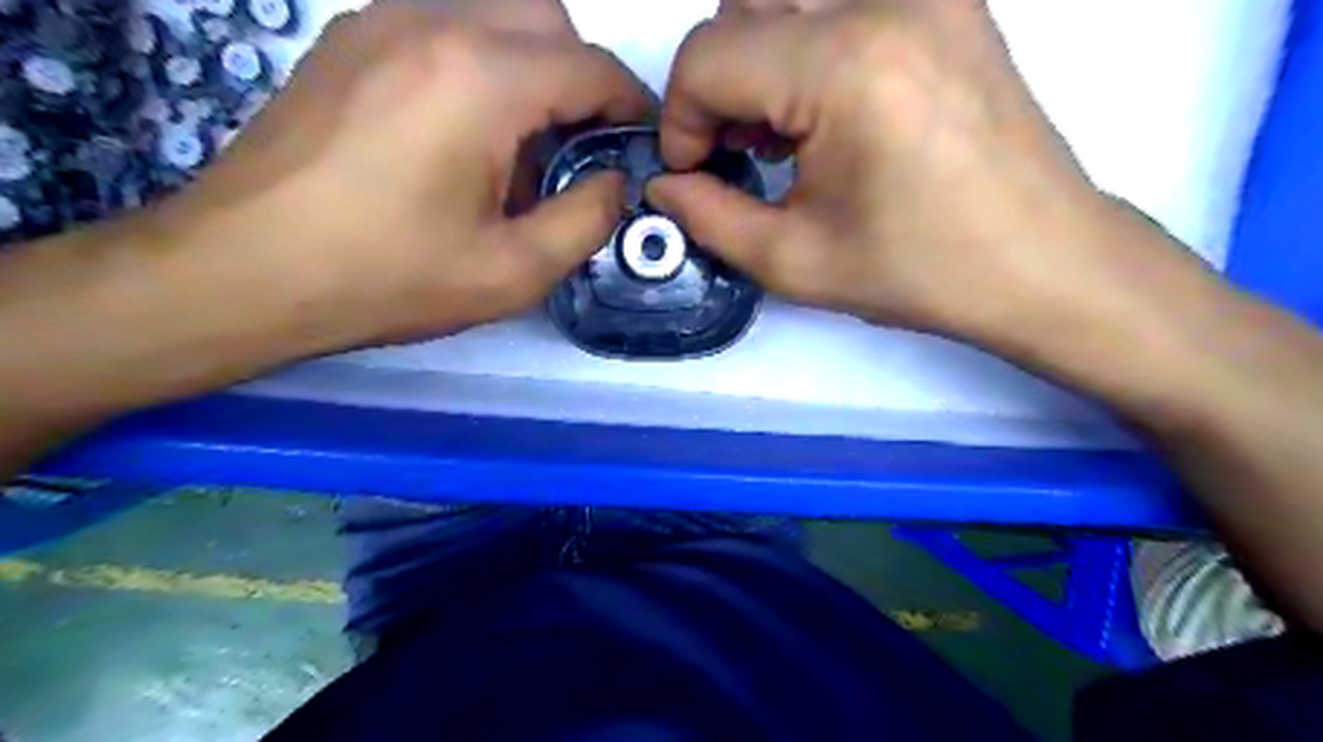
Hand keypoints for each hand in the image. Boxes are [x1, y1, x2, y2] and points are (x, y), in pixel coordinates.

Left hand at [170, 1, 650, 347]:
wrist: (246, 271)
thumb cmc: (388, 278)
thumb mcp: (513, 271)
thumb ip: (587, 220)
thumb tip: (615, 182)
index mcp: (482, 80)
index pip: (591, 67)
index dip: (631, 105)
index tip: (641, 144)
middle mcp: (433, 23)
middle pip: (546, 19)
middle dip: (580, 79)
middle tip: (578, 150)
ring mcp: (380, 22)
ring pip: (493, 15)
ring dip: (530, 71)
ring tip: (518, 150)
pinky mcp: (348, 41)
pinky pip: (442, 29)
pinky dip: (479, 68)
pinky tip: (462, 136)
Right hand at [648, 0, 1211, 353]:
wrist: (1042, 261)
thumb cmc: (921, 272)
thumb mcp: (795, 261)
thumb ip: (709, 218)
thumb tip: (664, 186)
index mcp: (847, 64)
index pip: (708, 55)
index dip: (681, 120)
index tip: (696, 173)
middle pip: (742, 10)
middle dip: (716, 88)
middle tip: (734, 155)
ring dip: (758, 62)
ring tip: (779, 134)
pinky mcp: (948, 0)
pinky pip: (840, 3)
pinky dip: (806, 46)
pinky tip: (823, 109)